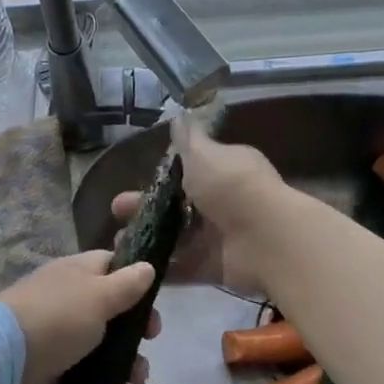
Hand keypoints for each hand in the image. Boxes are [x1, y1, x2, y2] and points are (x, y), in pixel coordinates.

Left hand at [0, 251, 159, 383]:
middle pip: (111, 308)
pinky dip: (104, 383)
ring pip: (102, 344)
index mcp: (78, 272)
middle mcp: (69, 299)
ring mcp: (59, 335)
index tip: (155, 300)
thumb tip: (148, 265)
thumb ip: (126, 284)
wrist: (2, 362)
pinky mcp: (52, 370)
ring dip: (125, 360)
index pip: (112, 265)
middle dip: (135, 326)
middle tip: (150, 341)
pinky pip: (86, 374)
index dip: (136, 279)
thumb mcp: (99, 296)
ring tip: (136, 380)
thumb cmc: (57, 318)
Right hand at [109, 111, 287, 295]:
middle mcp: (222, 200)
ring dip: (149, 237)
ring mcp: (219, 236)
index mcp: (223, 169)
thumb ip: (188, 139)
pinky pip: (184, 267)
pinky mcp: (215, 266)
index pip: (189, 169)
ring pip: (177, 236)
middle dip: (145, 206)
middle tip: (116, 211)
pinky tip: (135, 266)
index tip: (135, 180)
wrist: (267, 239)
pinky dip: (163, 267)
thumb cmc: (232, 187)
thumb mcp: (204, 154)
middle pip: (178, 204)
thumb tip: (178, 116)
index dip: (161, 175)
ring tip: (118, 243)